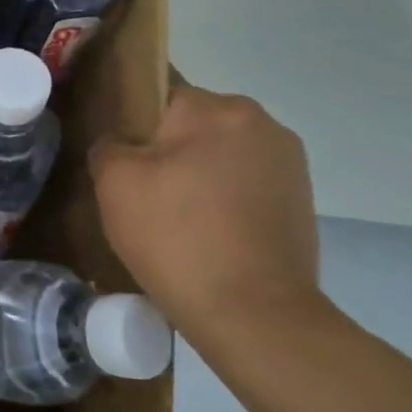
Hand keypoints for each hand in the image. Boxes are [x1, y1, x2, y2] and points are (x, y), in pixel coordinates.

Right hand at [90, 82, 322, 355]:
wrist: (254, 316)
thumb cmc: (177, 237)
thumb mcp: (115, 183)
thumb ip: (109, 145)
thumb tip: (121, 145)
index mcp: (216, 108)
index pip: (160, 96)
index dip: (134, 127)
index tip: (123, 163)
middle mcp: (262, 123)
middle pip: (194, 125)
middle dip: (169, 152)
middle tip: (145, 197)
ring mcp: (290, 164)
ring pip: (221, 156)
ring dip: (199, 177)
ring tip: (178, 222)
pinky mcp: (302, 202)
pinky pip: (245, 186)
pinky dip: (225, 202)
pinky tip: (210, 237)